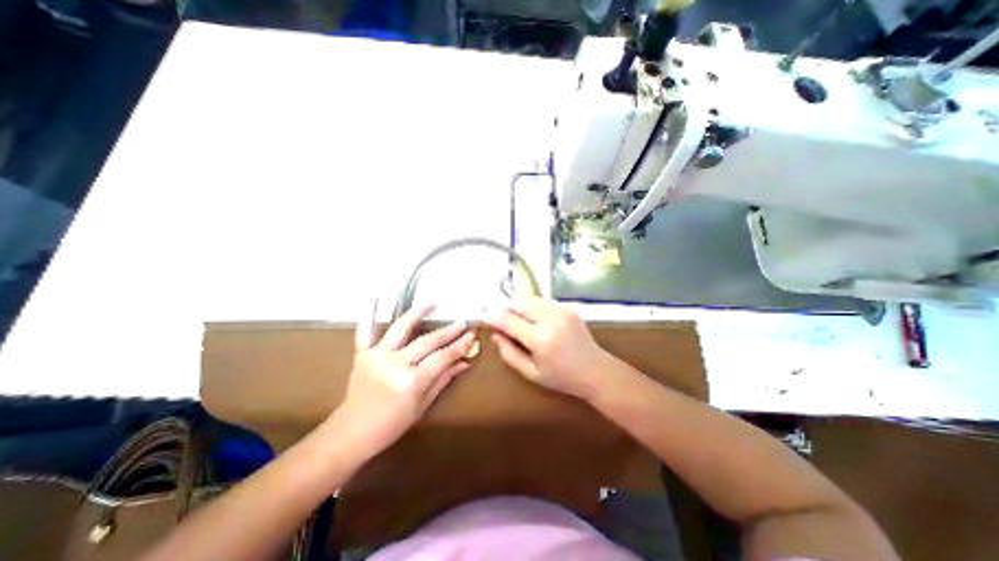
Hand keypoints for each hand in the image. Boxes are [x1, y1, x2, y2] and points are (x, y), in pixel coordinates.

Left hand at [330, 302, 475, 459]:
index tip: (472, 335)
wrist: (351, 433)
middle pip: (427, 342)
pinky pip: (365, 331)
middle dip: (448, 331)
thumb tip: (465, 362)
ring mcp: (377, 356)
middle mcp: (395, 364)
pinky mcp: (363, 354)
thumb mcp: (422, 405)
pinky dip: (369, 313)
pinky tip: (374, 296)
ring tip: (434, 302)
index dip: (459, 346)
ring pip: (401, 328)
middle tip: (463, 322)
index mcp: (411, 381)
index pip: (442, 358)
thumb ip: (443, 379)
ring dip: (418, 312)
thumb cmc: (391, 424)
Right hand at [489, 296, 612, 399]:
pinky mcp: (567, 307)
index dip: (493, 316)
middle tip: (500, 317)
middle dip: (505, 307)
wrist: (596, 370)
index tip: (485, 317)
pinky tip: (533, 318)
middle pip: (519, 302)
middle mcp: (551, 319)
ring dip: (518, 305)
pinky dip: (532, 306)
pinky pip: (542, 301)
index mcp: (541, 340)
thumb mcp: (531, 373)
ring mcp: (561, 310)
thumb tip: (495, 333)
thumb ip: (509, 353)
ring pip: (529, 298)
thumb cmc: (561, 377)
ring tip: (516, 318)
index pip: (509, 320)